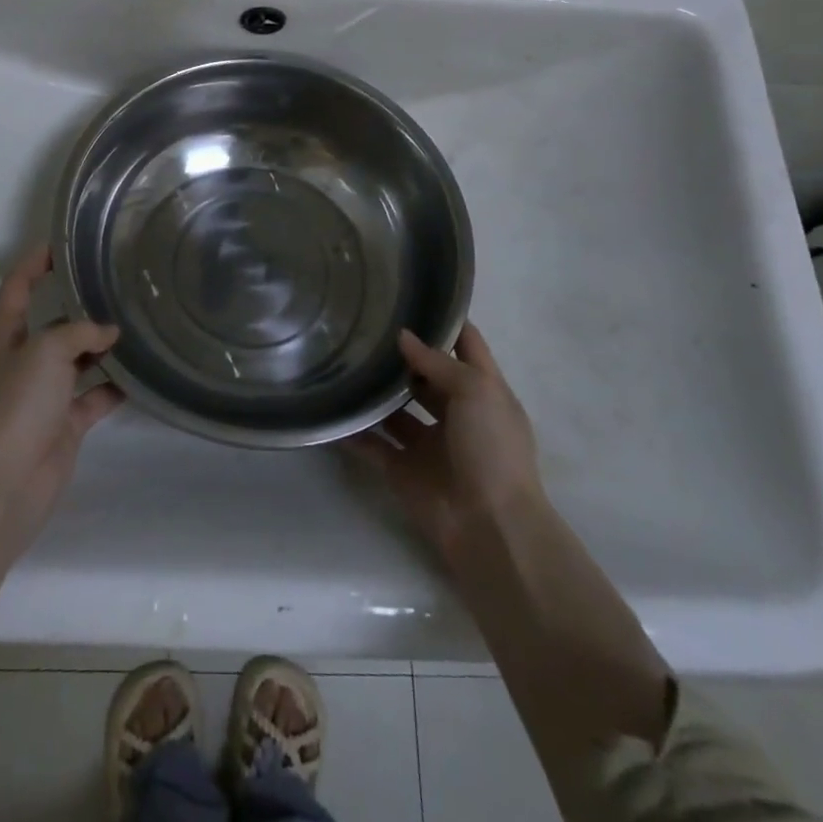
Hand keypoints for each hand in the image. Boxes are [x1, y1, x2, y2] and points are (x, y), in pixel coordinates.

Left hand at [0, 245, 123, 538]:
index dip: (36, 262)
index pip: (17, 286)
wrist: (8, 480)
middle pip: (52, 322)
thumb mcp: (46, 350)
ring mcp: (44, 393)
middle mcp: (22, 359)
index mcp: (4, 335)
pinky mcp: (65, 422)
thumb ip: (79, 332)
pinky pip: (95, 396)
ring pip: (77, 359)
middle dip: (80, 306)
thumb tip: (109, 333)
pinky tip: (142, 372)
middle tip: (117, 284)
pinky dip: (114, 386)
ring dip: (102, 346)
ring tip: (137, 324)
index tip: (64, 243)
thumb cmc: (18, 403)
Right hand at [343, 324, 543, 565]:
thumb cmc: (492, 449)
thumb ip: (437, 363)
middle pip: (426, 375)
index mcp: (483, 392)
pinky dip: (354, 431)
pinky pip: (373, 445)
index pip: (466, 345)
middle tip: (364, 325)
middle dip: (401, 354)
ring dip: (376, 391)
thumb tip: (403, 336)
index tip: (414, 293)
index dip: (447, 320)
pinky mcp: (402, 469)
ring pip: (396, 409)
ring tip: (342, 359)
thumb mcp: (477, 392)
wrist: (489, 528)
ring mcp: (428, 443)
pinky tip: (330, 408)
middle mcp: (456, 413)